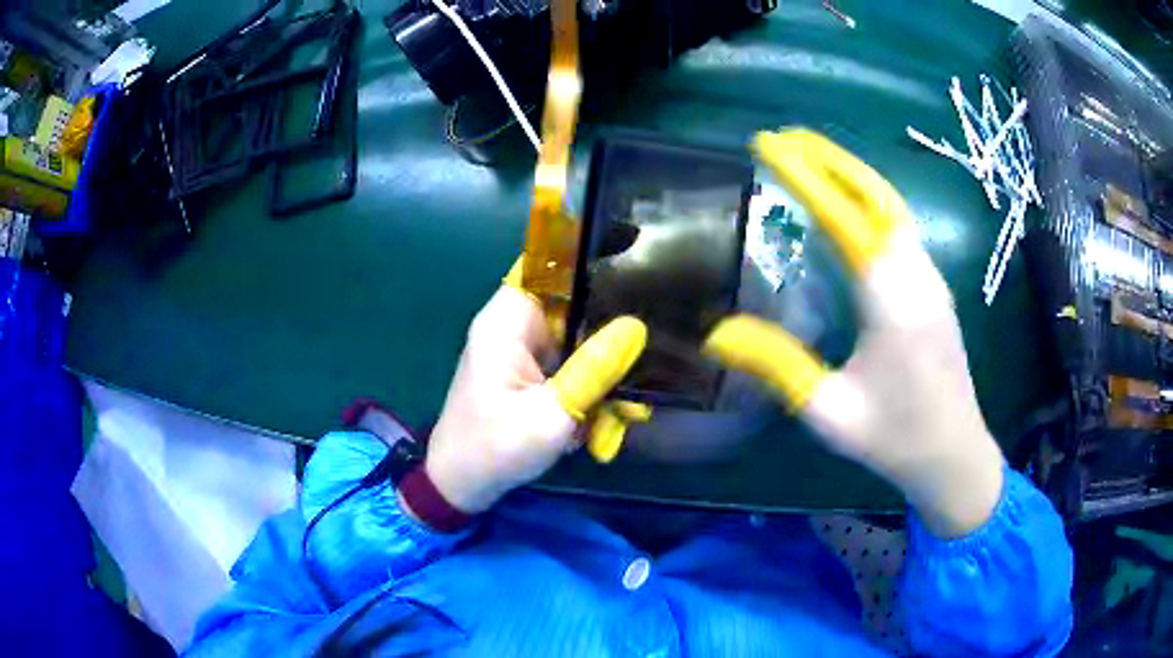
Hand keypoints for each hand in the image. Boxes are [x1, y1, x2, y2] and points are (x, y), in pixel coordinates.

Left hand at [420, 269, 646, 513]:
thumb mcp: (551, 415)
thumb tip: (636, 327)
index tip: (635, 260)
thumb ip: (593, 370)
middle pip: (572, 301)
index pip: (549, 262)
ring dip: (601, 368)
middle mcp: (514, 325)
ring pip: (576, 337)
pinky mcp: (528, 371)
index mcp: (508, 321)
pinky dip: (586, 386)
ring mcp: (522, 349)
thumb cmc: (495, 448)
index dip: (589, 254)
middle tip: (647, 353)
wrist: (461, 484)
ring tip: (623, 406)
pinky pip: (568, 363)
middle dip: (609, 328)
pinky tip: (602, 419)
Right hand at [705, 130, 1004, 537]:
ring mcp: (931, 278)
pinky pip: (899, 225)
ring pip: (891, 205)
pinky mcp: (934, 287)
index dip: (806, 177)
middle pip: (875, 196)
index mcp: (892, 303)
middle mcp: (917, 276)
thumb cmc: (895, 438)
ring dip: (850, 173)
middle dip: (829, 158)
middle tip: (783, 137)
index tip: (767, 145)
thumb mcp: (829, 411)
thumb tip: (717, 333)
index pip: (845, 218)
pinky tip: (846, 201)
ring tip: (807, 156)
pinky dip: (868, 198)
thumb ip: (778, 365)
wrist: (954, 454)